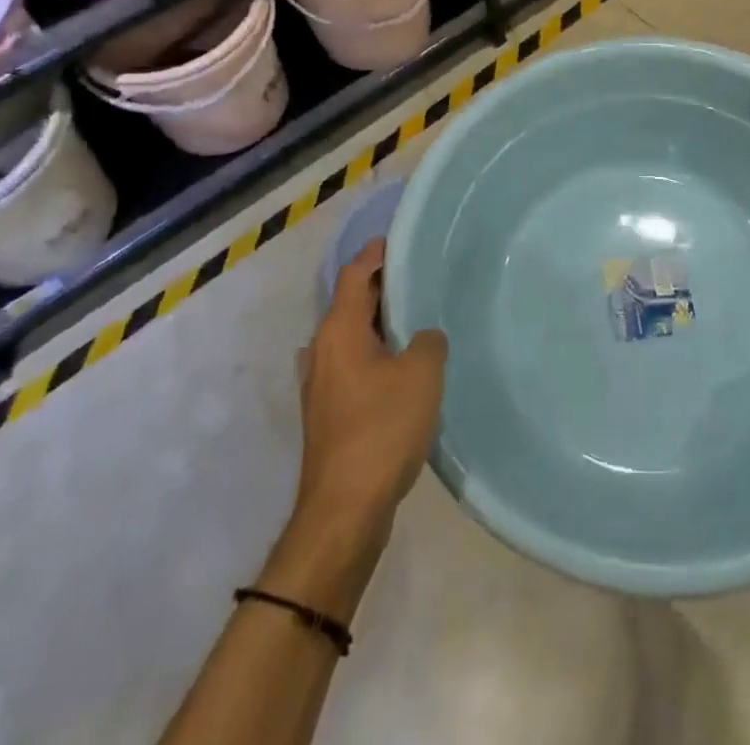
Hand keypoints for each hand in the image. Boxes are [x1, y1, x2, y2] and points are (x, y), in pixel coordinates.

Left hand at [295, 239, 447, 540]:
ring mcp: (322, 385)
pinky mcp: (329, 414)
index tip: (398, 240)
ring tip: (416, 320)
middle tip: (418, 278)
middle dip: (381, 288)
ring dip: (378, 325)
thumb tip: (423, 337)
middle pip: (350, 304)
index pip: (354, 274)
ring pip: (351, 338)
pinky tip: (404, 368)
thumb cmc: (381, 428)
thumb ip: (428, 341)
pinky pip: (354, 366)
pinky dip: (376, 354)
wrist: (344, 509)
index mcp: (338, 331)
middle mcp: (322, 351)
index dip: (375, 254)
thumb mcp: (421, 374)